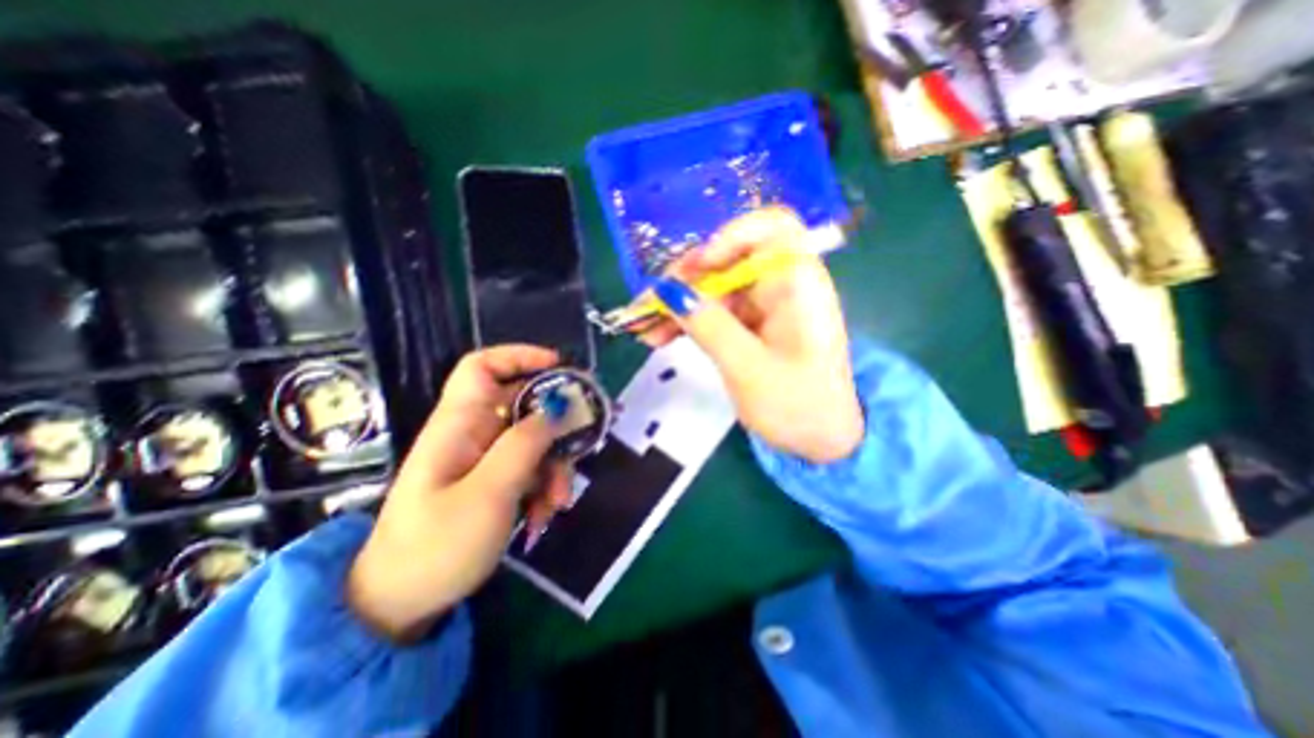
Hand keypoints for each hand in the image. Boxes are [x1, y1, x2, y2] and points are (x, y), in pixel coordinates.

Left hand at [347, 345, 573, 640]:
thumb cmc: (437, 546)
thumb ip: (525, 445)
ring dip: (555, 466)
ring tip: (558, 501)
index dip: (520, 357)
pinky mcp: (495, 480)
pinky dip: (545, 486)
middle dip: (557, 424)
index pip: (482, 367)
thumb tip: (559, 406)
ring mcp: (486, 458)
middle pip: (523, 404)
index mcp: (459, 425)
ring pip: (534, 439)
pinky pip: (531, 467)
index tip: (561, 367)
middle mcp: (474, 433)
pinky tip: (544, 516)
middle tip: (586, 438)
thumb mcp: (488, 494)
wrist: (402, 605)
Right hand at [643, 206, 868, 464]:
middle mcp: (782, 285)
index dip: (731, 236)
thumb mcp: (748, 369)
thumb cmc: (799, 406)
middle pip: (730, 260)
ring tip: (644, 327)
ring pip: (715, 288)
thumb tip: (669, 292)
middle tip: (650, 305)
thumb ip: (709, 327)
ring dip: (678, 304)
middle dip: (686, 279)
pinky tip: (660, 336)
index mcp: (797, 285)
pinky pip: (716, 312)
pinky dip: (689, 321)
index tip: (700, 267)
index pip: (772, 227)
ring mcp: (765, 306)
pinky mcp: (752, 325)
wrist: (822, 440)